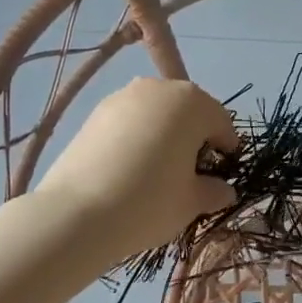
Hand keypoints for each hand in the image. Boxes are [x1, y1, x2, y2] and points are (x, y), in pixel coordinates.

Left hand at [35, 78, 238, 262]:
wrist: (76, 214)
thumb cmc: (149, 202)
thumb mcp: (192, 202)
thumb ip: (214, 191)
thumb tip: (223, 190)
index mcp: (192, 102)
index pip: (221, 122)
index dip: (225, 148)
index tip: (222, 172)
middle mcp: (159, 88)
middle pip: (188, 110)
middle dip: (195, 136)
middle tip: (191, 171)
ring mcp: (123, 96)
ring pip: (157, 113)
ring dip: (164, 133)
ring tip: (157, 169)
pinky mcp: (95, 112)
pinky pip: (130, 120)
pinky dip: (137, 136)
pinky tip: (130, 167)